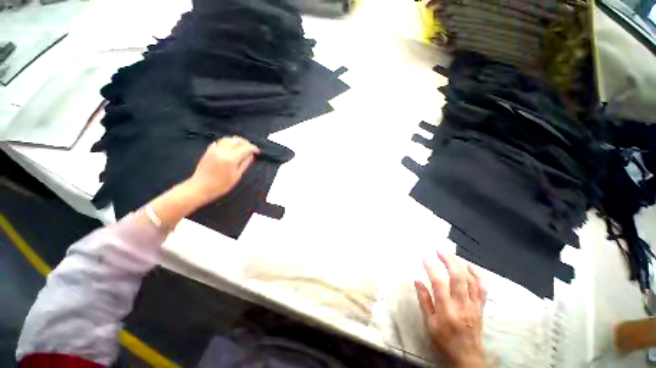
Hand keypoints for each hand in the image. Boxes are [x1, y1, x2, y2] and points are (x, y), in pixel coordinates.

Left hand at [188, 136, 259, 201]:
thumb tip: (251, 155)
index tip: (258, 151)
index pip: (245, 148)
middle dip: (246, 142)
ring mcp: (214, 149)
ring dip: (237, 141)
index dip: (253, 148)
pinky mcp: (209, 150)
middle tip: (251, 148)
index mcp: (231, 158)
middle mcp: (223, 150)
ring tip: (242, 146)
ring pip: (228, 139)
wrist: (200, 187)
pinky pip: (220, 142)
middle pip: (237, 140)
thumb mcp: (237, 175)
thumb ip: (245, 163)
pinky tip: (230, 147)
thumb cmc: (221, 185)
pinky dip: (227, 142)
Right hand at [414, 253, 486, 367]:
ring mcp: (473, 305)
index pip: (438, 283)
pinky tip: (470, 267)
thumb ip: (424, 301)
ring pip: (471, 280)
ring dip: (461, 264)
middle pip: (458, 277)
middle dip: (448, 261)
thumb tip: (417, 280)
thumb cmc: (444, 340)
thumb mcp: (429, 324)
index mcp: (446, 309)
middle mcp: (462, 305)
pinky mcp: (480, 307)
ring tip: (451, 255)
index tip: (425, 257)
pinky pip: (482, 288)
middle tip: (439, 251)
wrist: (467, 357)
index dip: (431, 268)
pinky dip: (477, 275)